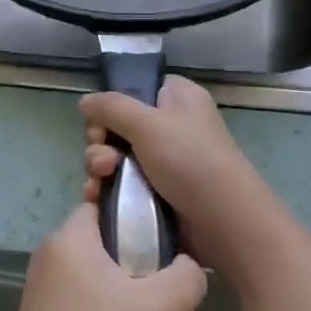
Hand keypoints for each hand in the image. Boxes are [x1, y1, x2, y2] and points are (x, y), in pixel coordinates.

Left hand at [0, 204, 206, 310]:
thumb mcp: (157, 309)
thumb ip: (186, 278)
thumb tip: (190, 270)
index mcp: (71, 239)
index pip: (109, 207)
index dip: (146, 222)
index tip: (175, 253)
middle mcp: (56, 260)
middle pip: (120, 257)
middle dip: (160, 290)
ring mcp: (52, 298)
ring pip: (115, 294)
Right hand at [80, 76, 284, 280]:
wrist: (225, 223)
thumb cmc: (190, 160)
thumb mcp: (147, 123)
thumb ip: (111, 107)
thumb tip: (85, 102)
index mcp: (178, 98)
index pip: (137, 88)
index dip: (114, 103)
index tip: (102, 120)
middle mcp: (171, 125)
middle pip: (119, 124)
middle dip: (101, 141)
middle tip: (104, 158)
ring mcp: (165, 162)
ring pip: (117, 156)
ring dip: (100, 166)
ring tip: (101, 179)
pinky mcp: (159, 193)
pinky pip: (123, 183)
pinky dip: (107, 188)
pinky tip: (96, 198)